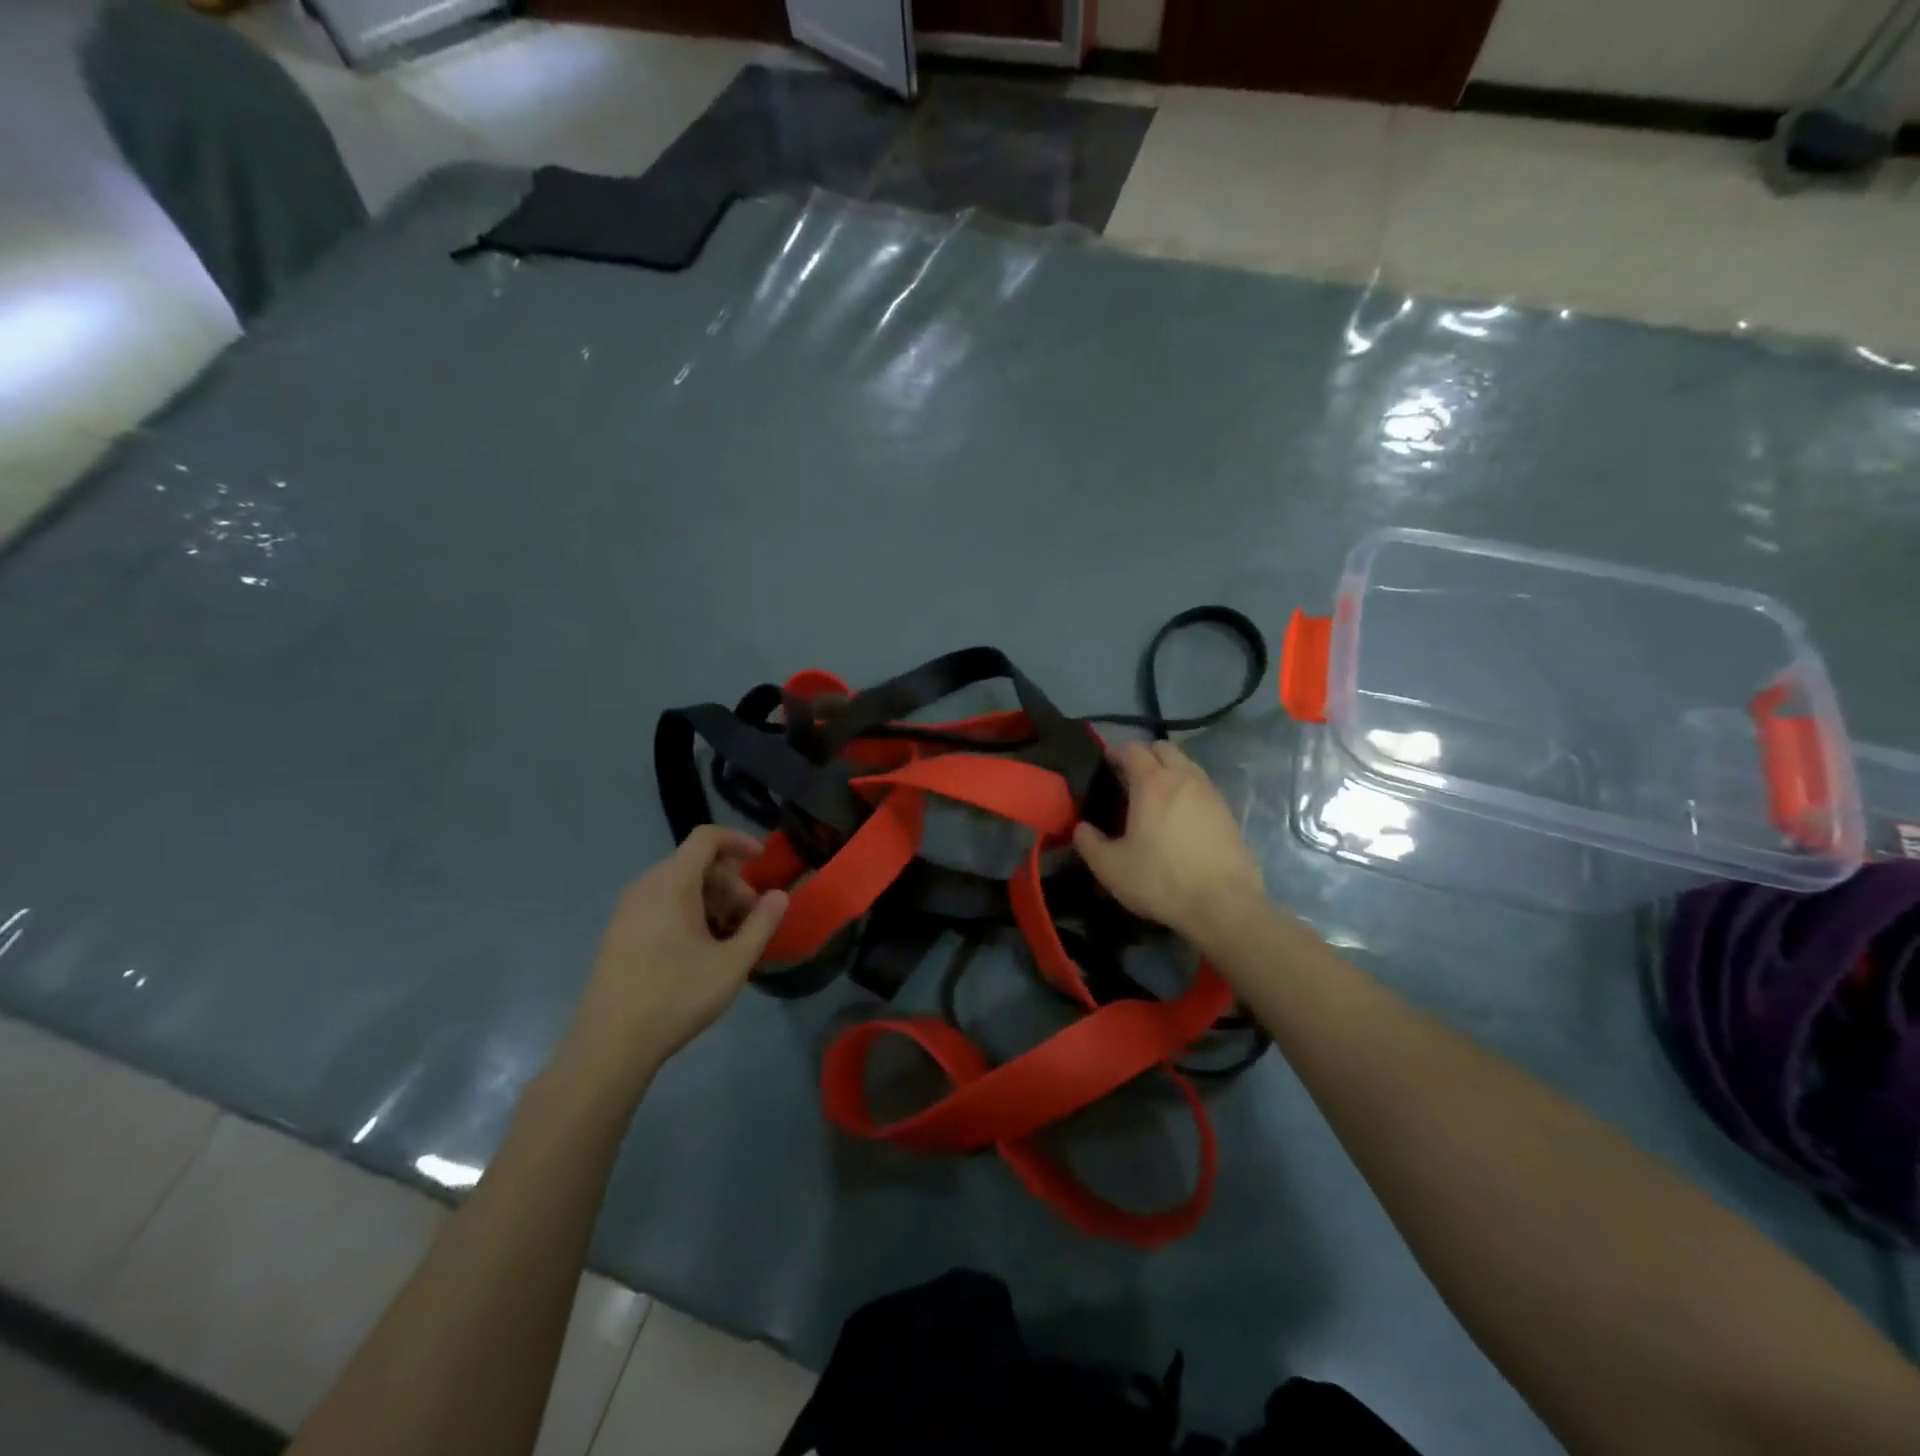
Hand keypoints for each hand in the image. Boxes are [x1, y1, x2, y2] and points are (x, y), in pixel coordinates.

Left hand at [561, 828, 787, 1092]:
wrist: (611, 1045)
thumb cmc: (677, 996)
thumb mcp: (733, 962)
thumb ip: (762, 922)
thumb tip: (780, 895)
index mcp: (673, 883)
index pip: (707, 837)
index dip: (739, 841)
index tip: (762, 861)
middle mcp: (646, 886)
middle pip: (696, 863)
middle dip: (731, 883)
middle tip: (751, 919)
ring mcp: (628, 909)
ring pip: (679, 886)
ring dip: (712, 901)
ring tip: (729, 939)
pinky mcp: (619, 932)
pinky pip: (661, 904)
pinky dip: (688, 913)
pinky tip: (700, 951)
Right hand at [1073, 740, 1266, 948]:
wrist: (1224, 906)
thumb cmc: (1161, 880)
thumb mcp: (1110, 867)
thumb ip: (1089, 843)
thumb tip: (1081, 828)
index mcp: (1152, 783)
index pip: (1132, 749)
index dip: (1116, 752)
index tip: (1106, 764)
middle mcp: (1184, 778)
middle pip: (1164, 748)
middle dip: (1145, 755)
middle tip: (1129, 778)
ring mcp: (1211, 793)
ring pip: (1186, 765)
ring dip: (1168, 771)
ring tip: (1154, 797)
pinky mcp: (1228, 813)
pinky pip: (1202, 787)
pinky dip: (1187, 790)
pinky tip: (1179, 817)